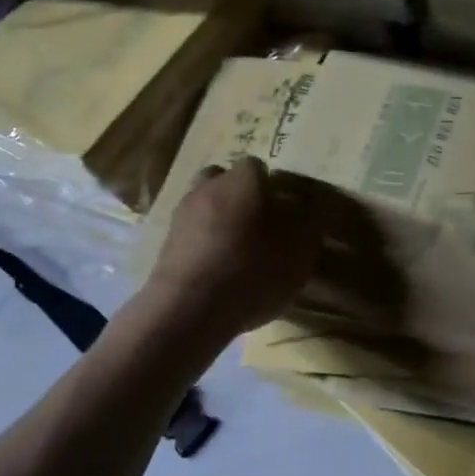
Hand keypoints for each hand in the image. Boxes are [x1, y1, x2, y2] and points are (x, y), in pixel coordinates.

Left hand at [142, 157, 325, 339]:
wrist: (191, 307)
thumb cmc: (254, 268)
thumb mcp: (301, 248)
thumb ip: (308, 222)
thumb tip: (304, 208)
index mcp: (244, 179)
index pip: (260, 168)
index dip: (273, 189)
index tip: (285, 214)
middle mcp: (209, 187)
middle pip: (226, 182)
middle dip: (241, 200)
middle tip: (260, 229)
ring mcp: (182, 215)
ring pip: (206, 208)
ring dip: (220, 223)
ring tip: (238, 255)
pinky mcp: (166, 244)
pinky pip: (192, 237)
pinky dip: (205, 247)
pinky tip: (218, 273)